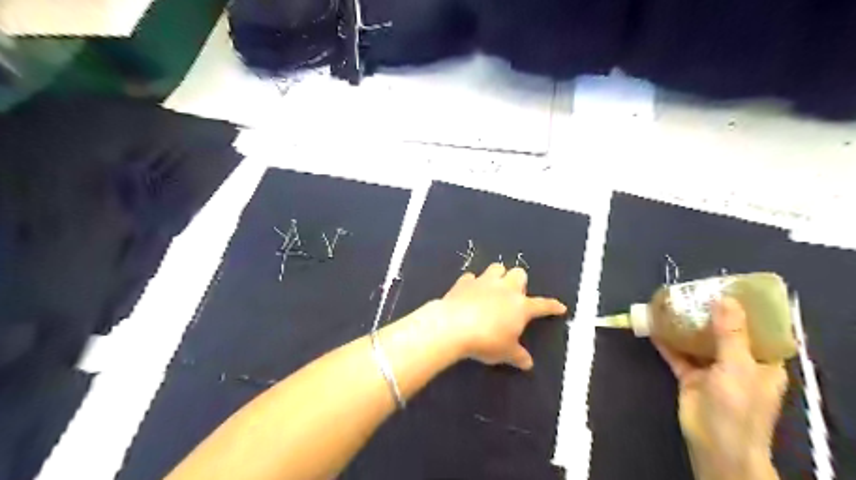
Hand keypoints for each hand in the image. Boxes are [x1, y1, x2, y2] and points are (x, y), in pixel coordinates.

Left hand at [437, 263, 566, 370]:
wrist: (454, 326)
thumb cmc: (487, 341)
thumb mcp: (506, 353)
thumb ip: (518, 356)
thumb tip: (528, 363)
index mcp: (521, 306)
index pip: (542, 305)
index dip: (552, 306)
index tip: (560, 307)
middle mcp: (505, 289)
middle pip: (519, 273)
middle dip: (519, 281)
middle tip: (514, 295)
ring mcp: (484, 282)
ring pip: (496, 268)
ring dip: (498, 275)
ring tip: (493, 287)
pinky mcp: (464, 282)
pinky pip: (471, 277)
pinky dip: (472, 283)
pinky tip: (469, 292)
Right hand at [656, 299, 788, 476]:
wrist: (714, 443)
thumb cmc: (737, 406)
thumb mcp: (737, 367)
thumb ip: (730, 333)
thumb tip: (725, 298)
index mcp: (761, 362)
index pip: (757, 330)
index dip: (744, 310)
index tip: (726, 289)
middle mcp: (738, 363)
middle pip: (723, 332)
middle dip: (708, 314)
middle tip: (692, 292)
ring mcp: (712, 370)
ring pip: (698, 342)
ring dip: (685, 326)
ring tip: (671, 304)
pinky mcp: (690, 376)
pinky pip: (677, 354)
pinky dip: (666, 342)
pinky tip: (654, 326)